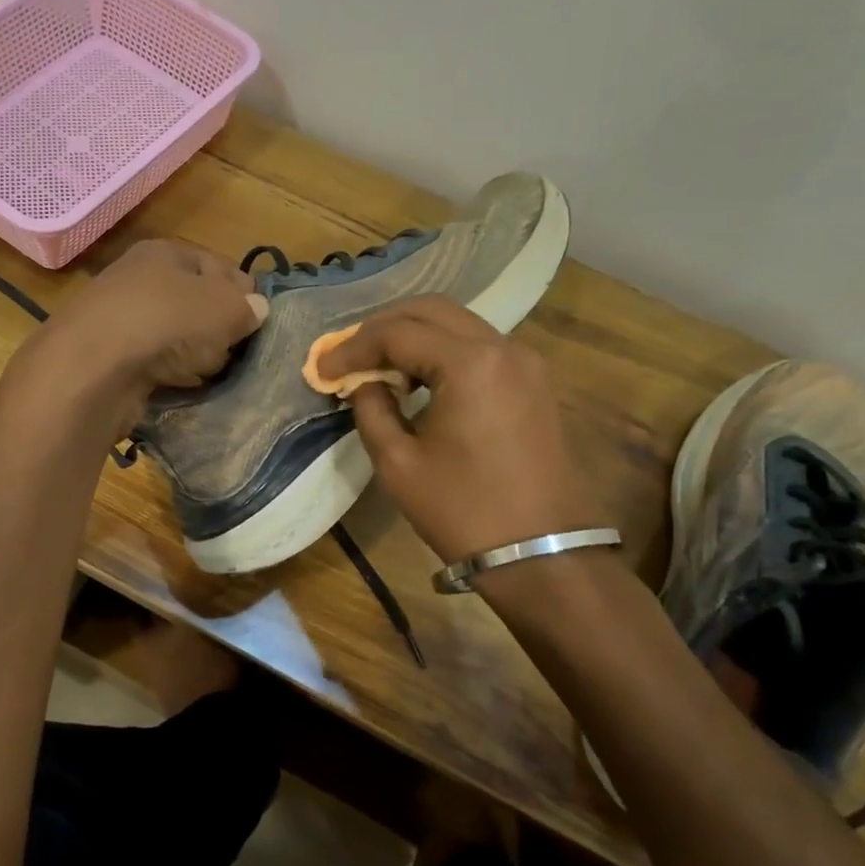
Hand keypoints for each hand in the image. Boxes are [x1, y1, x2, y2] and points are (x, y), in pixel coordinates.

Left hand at [15, 240, 267, 434]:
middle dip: (217, 328)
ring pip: (174, 336)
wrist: (92, 369)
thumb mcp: (224, 307)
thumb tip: (256, 309)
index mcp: (164, 252)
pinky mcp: (108, 358)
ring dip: (193, 355)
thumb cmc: (166, 322)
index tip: (257, 322)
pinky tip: (180, 387)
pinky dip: (168, 375)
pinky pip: (152, 364)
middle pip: (194, 303)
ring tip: (209, 373)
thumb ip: (246, 307)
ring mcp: (119, 320)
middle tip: (233, 350)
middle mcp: (137, 279)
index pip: (217, 266)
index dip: (242, 293)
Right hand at [317, 297, 607, 562]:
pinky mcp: (534, 382)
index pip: (397, 333)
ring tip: (377, 365)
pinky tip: (417, 378)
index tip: (322, 368)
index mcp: (470, 364)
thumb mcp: (399, 463)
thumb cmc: (463, 510)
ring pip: (458, 323)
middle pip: (431, 311)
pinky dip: (441, 350)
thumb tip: (362, 382)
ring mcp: (525, 362)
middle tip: (348, 355)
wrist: (542, 554)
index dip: (352, 347)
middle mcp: (503, 348)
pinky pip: (479, 346)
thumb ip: (371, 409)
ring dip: (413, 335)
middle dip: (382, 327)